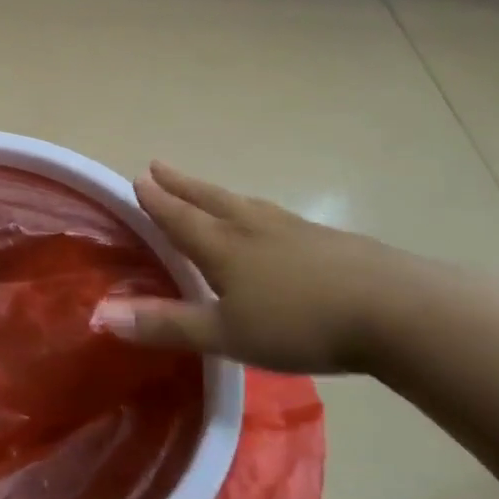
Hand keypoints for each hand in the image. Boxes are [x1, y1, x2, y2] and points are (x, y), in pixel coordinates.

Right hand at [93, 163, 415, 373]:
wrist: (396, 311)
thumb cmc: (300, 322)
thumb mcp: (225, 334)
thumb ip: (166, 325)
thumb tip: (102, 314)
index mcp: (223, 246)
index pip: (179, 218)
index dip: (156, 201)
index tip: (138, 178)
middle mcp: (254, 228)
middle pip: (210, 200)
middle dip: (182, 186)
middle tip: (159, 165)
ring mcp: (295, 231)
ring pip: (245, 205)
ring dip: (218, 196)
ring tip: (208, 191)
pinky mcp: (329, 242)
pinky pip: (277, 219)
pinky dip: (257, 214)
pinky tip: (271, 226)